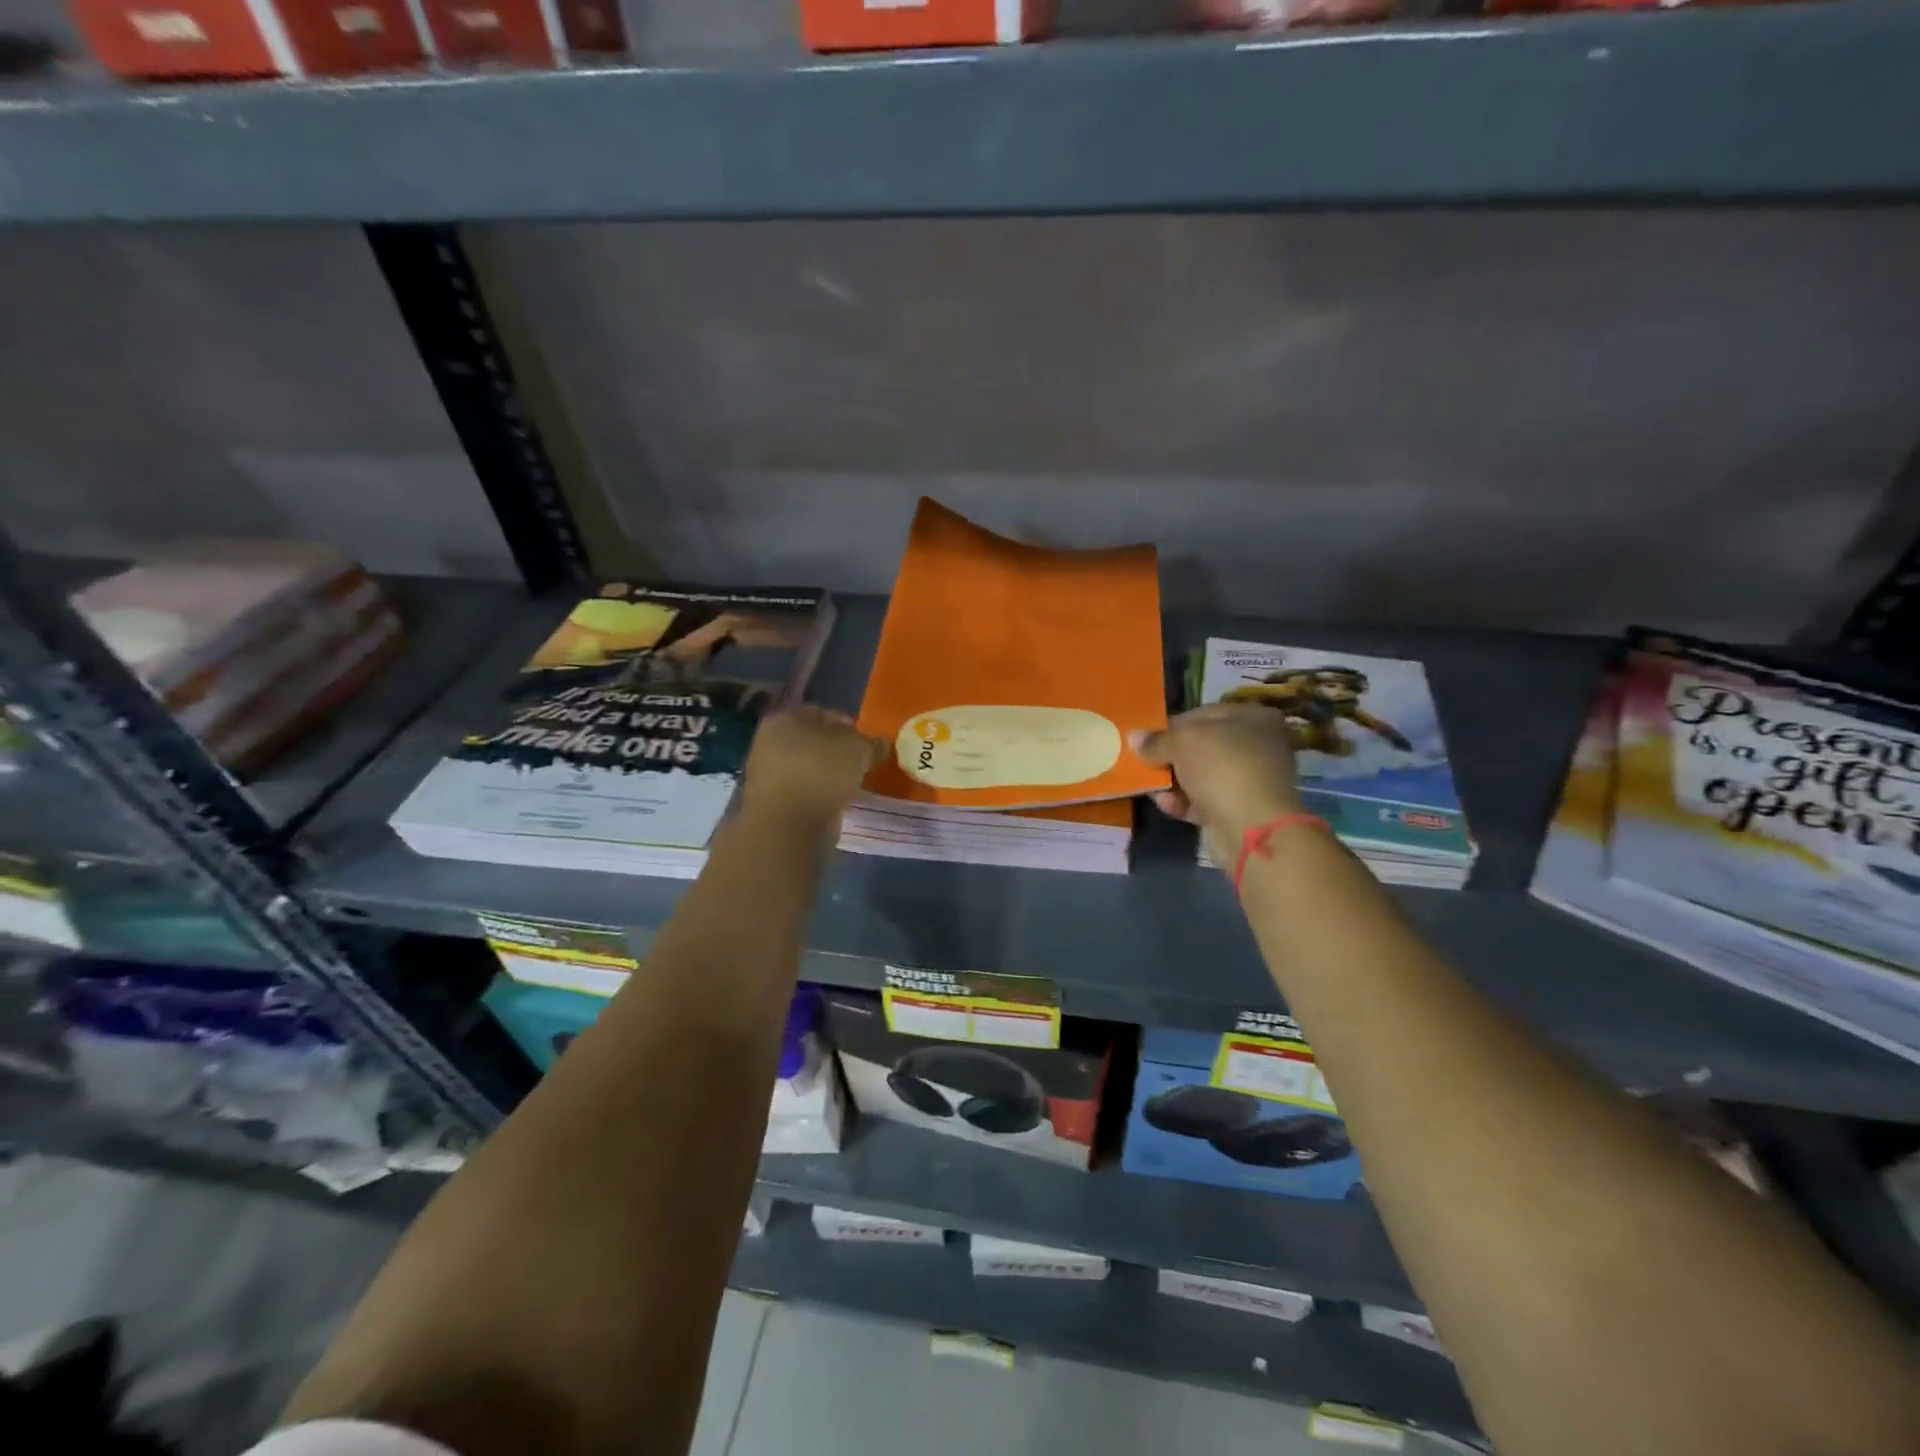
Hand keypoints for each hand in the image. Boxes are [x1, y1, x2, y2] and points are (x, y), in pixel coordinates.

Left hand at [741, 706, 880, 828]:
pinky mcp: (771, 803)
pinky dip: (819, 794)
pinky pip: (803, 791)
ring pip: (807, 767)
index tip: (866, 741)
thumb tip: (880, 744)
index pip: (821, 713)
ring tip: (851, 785)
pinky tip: (837, 801)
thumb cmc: (821, 772)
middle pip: (812, 742)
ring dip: (828, 774)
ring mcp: (767, 774)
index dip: (847, 724)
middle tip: (861, 763)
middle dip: (836, 751)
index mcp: (784, 719)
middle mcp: (768, 742)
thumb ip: (871, 743)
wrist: (788, 826)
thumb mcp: (858, 749)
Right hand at [1131, 703, 1303, 861]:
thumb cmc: (1222, 767)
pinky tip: (1166, 804)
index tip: (1147, 738)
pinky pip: (1204, 800)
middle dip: (1170, 756)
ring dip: (1173, 781)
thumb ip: (1156, 740)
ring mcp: (1249, 780)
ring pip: (1200, 775)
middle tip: (1145, 762)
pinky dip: (1184, 802)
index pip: (1203, 714)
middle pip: (1201, 746)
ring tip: (1150, 786)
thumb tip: (1134, 737)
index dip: (1172, 725)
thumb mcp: (1182, 742)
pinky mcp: (1239, 809)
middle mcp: (1256, 745)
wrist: (1252, 827)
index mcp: (1253, 718)